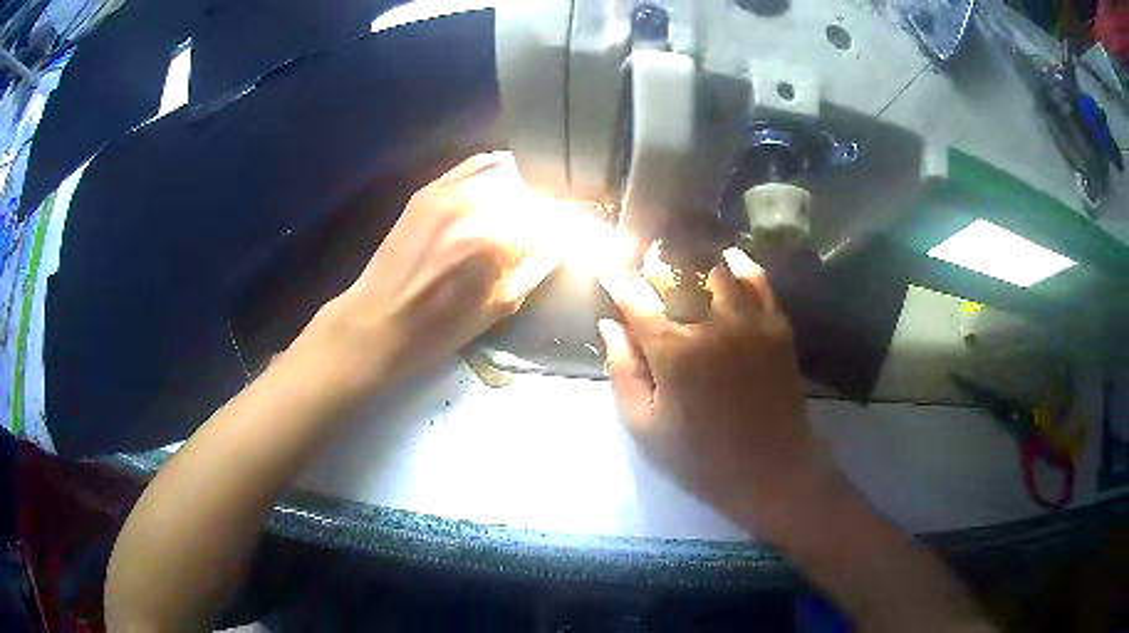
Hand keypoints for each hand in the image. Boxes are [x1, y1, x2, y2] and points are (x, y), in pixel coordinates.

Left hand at [314, 152, 579, 391]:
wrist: (378, 322)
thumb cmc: (440, 329)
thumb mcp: (502, 305)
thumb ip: (541, 264)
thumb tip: (571, 239)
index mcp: (498, 241)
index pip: (558, 218)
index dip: (580, 226)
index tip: (589, 234)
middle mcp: (477, 204)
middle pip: (537, 189)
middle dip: (557, 205)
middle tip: (565, 221)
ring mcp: (450, 190)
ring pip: (511, 171)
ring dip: (532, 186)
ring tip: (540, 204)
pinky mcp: (431, 187)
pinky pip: (477, 163)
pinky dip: (502, 169)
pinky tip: (511, 181)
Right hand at [597, 247, 839, 540]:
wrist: (771, 468)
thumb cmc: (700, 456)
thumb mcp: (644, 426)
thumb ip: (622, 371)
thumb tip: (609, 324)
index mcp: (672, 350)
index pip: (634, 297)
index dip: (614, 277)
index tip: (602, 263)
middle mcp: (709, 322)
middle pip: (672, 271)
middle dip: (648, 265)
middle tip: (639, 267)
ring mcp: (748, 319)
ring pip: (713, 265)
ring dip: (689, 258)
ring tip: (678, 259)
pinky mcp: (776, 323)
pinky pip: (757, 277)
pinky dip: (738, 263)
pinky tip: (726, 260)